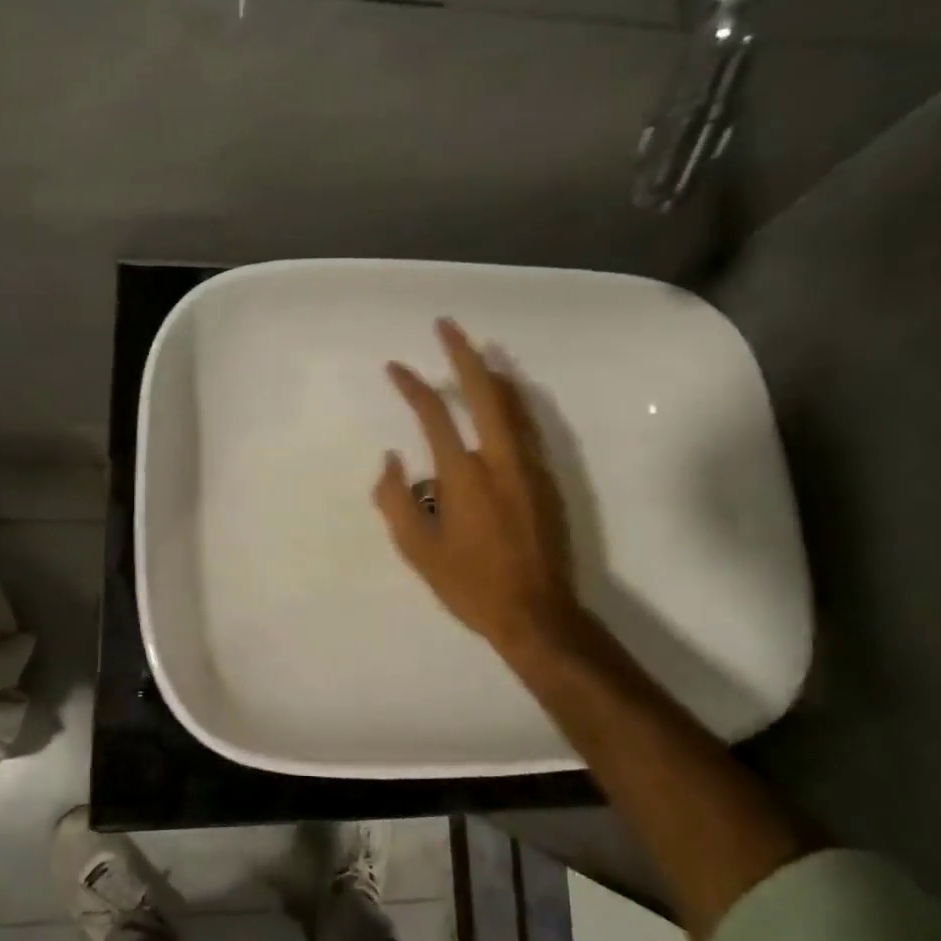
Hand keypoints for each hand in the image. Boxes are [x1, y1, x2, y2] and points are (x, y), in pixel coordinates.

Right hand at [375, 318, 583, 657]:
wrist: (538, 614)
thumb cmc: (470, 585)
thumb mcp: (417, 551)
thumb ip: (395, 500)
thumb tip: (392, 460)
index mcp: (463, 474)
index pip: (433, 414)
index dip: (411, 385)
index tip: (394, 367)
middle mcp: (500, 459)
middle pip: (483, 390)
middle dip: (463, 353)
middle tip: (447, 325)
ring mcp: (530, 466)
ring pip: (513, 403)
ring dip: (492, 373)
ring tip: (477, 352)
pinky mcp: (548, 479)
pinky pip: (527, 426)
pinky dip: (512, 402)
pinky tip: (506, 400)